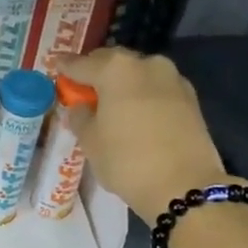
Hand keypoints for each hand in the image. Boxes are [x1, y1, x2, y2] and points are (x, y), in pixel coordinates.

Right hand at [58, 48, 230, 220]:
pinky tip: (136, 113)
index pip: (83, 63)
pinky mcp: (191, 98)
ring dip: (123, 84)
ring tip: (111, 103)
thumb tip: (80, 107)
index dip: (67, 66)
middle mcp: (147, 64)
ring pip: (139, 74)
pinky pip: (157, 89)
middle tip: (83, 87)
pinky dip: (143, 96)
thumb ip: (80, 117)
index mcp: (116, 70)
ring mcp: (173, 79)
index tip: (57, 66)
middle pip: (114, 62)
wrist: (183, 186)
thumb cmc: (127, 160)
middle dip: (97, 72)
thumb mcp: (90, 141)